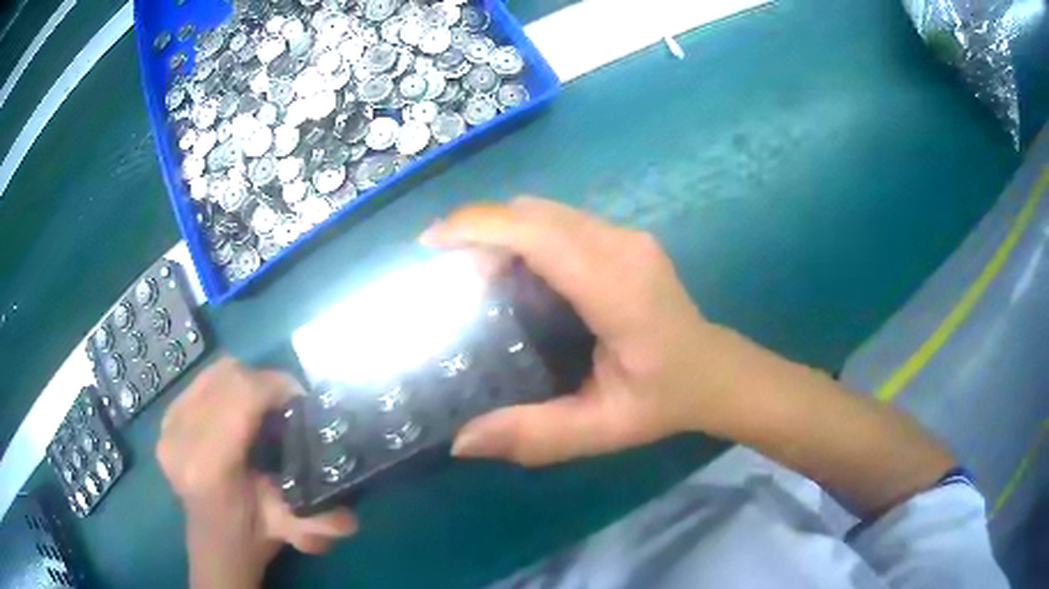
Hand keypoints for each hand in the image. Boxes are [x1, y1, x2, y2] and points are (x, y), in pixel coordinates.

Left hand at [157, 358, 356, 588]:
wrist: (215, 543)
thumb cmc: (255, 536)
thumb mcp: (292, 530)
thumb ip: (319, 524)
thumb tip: (350, 519)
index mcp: (208, 466)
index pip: (242, 394)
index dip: (276, 386)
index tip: (301, 400)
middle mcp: (180, 438)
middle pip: (228, 376)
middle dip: (264, 382)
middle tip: (286, 404)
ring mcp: (167, 427)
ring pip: (214, 374)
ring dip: (245, 382)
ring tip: (263, 406)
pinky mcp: (164, 420)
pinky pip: (200, 382)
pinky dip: (225, 387)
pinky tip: (236, 410)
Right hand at [421, 197, 737, 465]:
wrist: (714, 371)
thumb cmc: (665, 400)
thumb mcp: (603, 429)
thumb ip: (536, 436)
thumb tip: (461, 441)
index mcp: (620, 291)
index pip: (541, 236)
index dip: (480, 227)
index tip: (430, 243)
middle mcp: (623, 247)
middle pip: (535, 213)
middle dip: (479, 229)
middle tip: (443, 271)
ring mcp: (626, 236)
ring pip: (544, 211)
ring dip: (500, 230)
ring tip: (469, 272)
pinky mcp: (624, 237)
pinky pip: (559, 220)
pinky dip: (522, 234)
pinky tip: (510, 270)